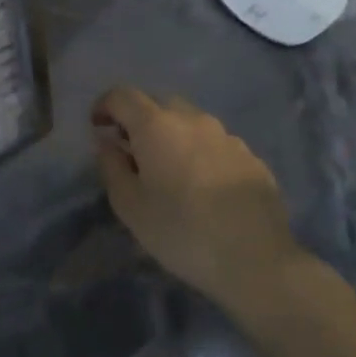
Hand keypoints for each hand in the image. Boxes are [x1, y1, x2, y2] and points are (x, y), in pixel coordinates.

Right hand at [91, 86, 308, 318]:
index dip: (104, 106)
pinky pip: (215, 143)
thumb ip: (111, 165)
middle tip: (131, 150)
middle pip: (159, 102)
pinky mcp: (252, 158)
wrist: (257, 261)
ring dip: (172, 135)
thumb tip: (107, 142)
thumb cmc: (180, 231)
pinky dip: (199, 153)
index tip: (98, 129)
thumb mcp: (128, 205)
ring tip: (169, 170)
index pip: (122, 95)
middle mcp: (194, 120)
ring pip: (190, 122)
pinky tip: (201, 186)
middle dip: (139, 119)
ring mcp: (228, 137)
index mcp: (157, 126)